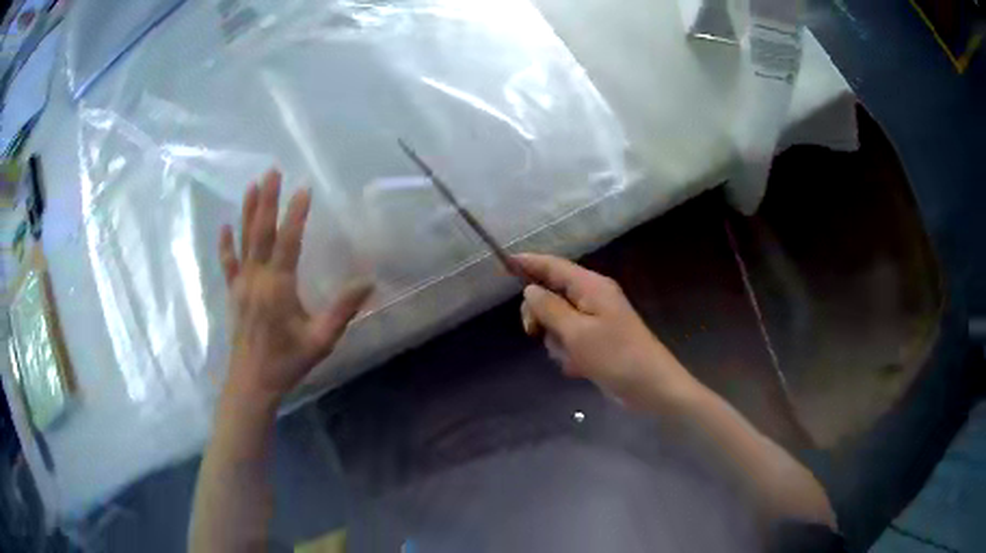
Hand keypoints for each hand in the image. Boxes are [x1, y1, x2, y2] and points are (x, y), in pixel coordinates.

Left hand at [219, 170, 372, 405]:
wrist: (252, 382)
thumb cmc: (287, 362)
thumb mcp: (321, 340)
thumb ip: (342, 310)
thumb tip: (368, 282)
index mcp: (278, 288)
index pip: (287, 242)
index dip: (295, 215)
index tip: (303, 189)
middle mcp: (256, 279)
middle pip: (260, 232)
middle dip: (267, 200)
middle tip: (272, 171)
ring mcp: (241, 284)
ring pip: (243, 241)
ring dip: (247, 211)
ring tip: (252, 184)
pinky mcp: (232, 292)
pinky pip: (227, 263)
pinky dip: (225, 243)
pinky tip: (225, 225)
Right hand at [516, 253, 695, 410]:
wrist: (650, 387)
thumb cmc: (615, 356)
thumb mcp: (576, 332)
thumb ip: (549, 308)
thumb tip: (530, 290)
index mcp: (591, 286)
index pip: (553, 266)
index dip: (528, 263)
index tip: (503, 264)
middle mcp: (593, 298)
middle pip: (552, 294)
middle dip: (540, 315)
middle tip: (533, 333)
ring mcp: (596, 321)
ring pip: (558, 321)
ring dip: (556, 340)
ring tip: (571, 357)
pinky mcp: (597, 341)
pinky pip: (570, 340)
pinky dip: (569, 353)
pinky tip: (579, 368)